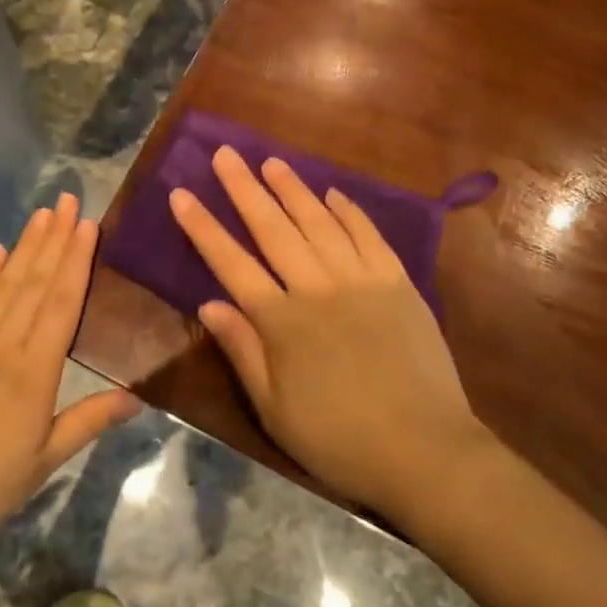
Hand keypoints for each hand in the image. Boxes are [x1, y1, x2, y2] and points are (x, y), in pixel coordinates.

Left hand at [0, 194, 138, 558]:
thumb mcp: (43, 462)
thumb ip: (90, 421)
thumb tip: (139, 395)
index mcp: (32, 372)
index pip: (61, 303)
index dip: (77, 260)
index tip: (89, 224)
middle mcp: (1, 345)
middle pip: (33, 282)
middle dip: (54, 238)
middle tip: (69, 199)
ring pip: (3, 285)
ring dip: (25, 246)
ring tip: (41, 213)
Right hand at [169, 148, 489, 518]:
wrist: (426, 452)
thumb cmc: (339, 439)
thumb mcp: (274, 409)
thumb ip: (242, 350)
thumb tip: (209, 303)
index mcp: (281, 321)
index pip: (231, 262)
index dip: (203, 227)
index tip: (181, 194)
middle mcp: (317, 287)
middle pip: (272, 228)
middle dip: (244, 188)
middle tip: (226, 154)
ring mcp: (361, 279)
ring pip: (319, 221)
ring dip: (293, 189)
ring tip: (271, 161)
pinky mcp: (398, 282)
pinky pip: (369, 235)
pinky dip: (349, 211)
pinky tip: (333, 193)